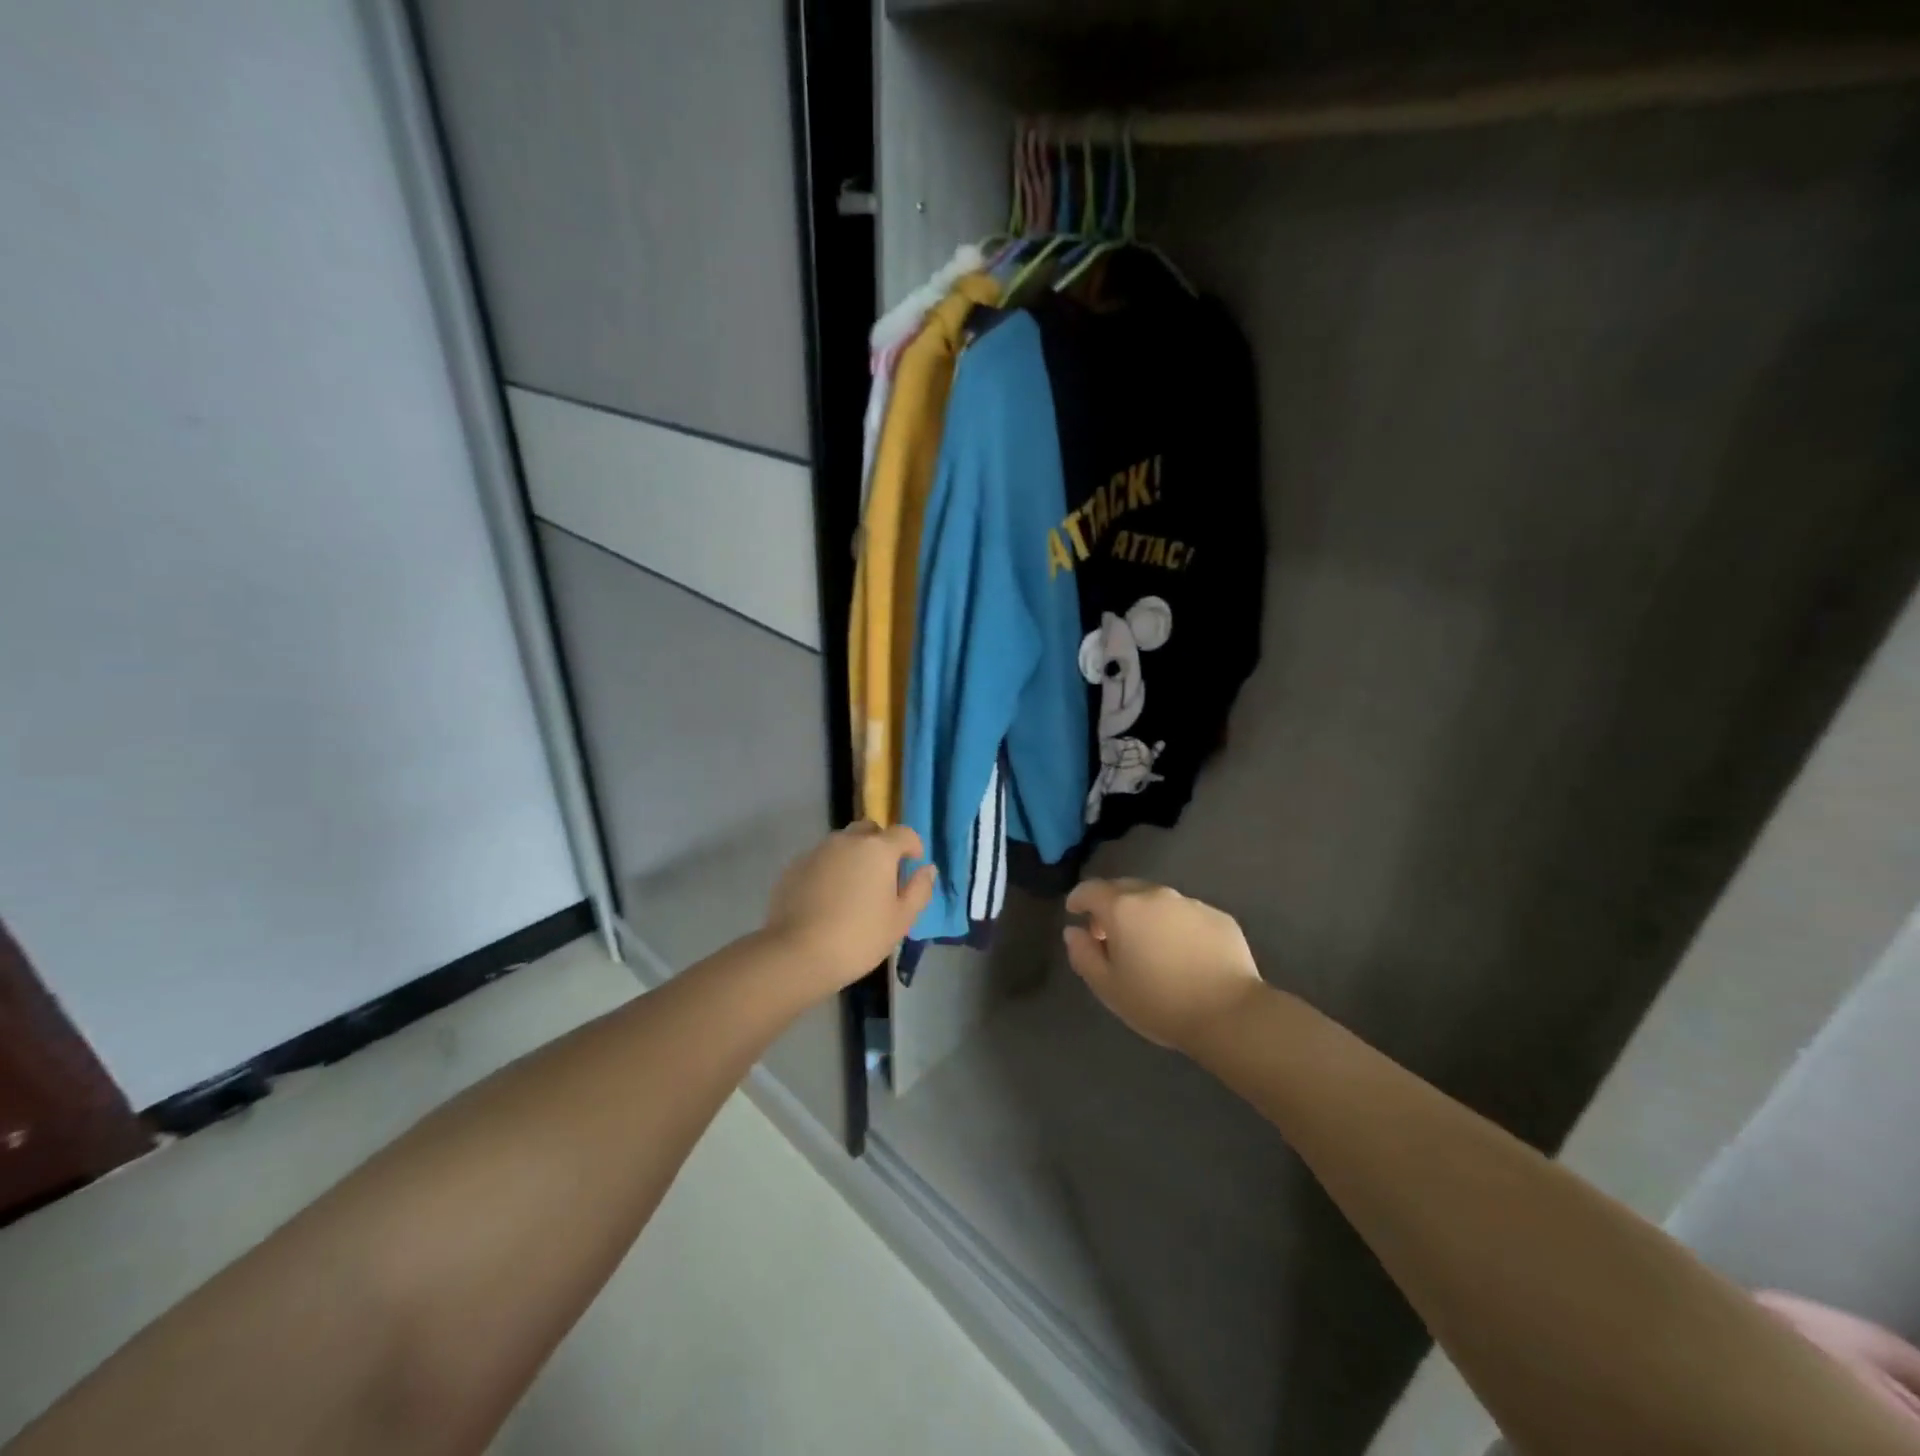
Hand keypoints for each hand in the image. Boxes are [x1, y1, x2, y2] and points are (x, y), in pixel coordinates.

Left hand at [763, 822, 936, 996]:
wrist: (797, 954)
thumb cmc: (859, 937)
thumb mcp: (901, 920)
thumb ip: (919, 890)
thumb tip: (927, 869)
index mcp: (878, 849)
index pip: (903, 833)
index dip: (913, 845)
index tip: (913, 864)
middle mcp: (846, 841)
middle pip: (869, 831)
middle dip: (880, 845)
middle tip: (882, 875)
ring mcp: (817, 852)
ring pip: (842, 844)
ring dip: (853, 857)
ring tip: (853, 890)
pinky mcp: (793, 867)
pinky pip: (820, 860)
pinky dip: (829, 871)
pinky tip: (827, 899)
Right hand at [1063, 878, 1264, 1051]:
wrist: (1230, 1014)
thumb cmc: (1159, 1002)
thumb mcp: (1108, 987)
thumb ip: (1083, 954)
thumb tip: (1074, 932)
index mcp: (1123, 908)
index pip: (1091, 890)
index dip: (1078, 899)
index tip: (1074, 913)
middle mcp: (1155, 895)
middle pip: (1124, 889)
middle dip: (1111, 905)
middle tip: (1109, 933)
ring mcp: (1190, 903)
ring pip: (1158, 900)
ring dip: (1145, 915)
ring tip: (1149, 945)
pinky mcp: (1219, 917)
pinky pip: (1187, 915)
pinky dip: (1176, 926)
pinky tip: (1183, 954)